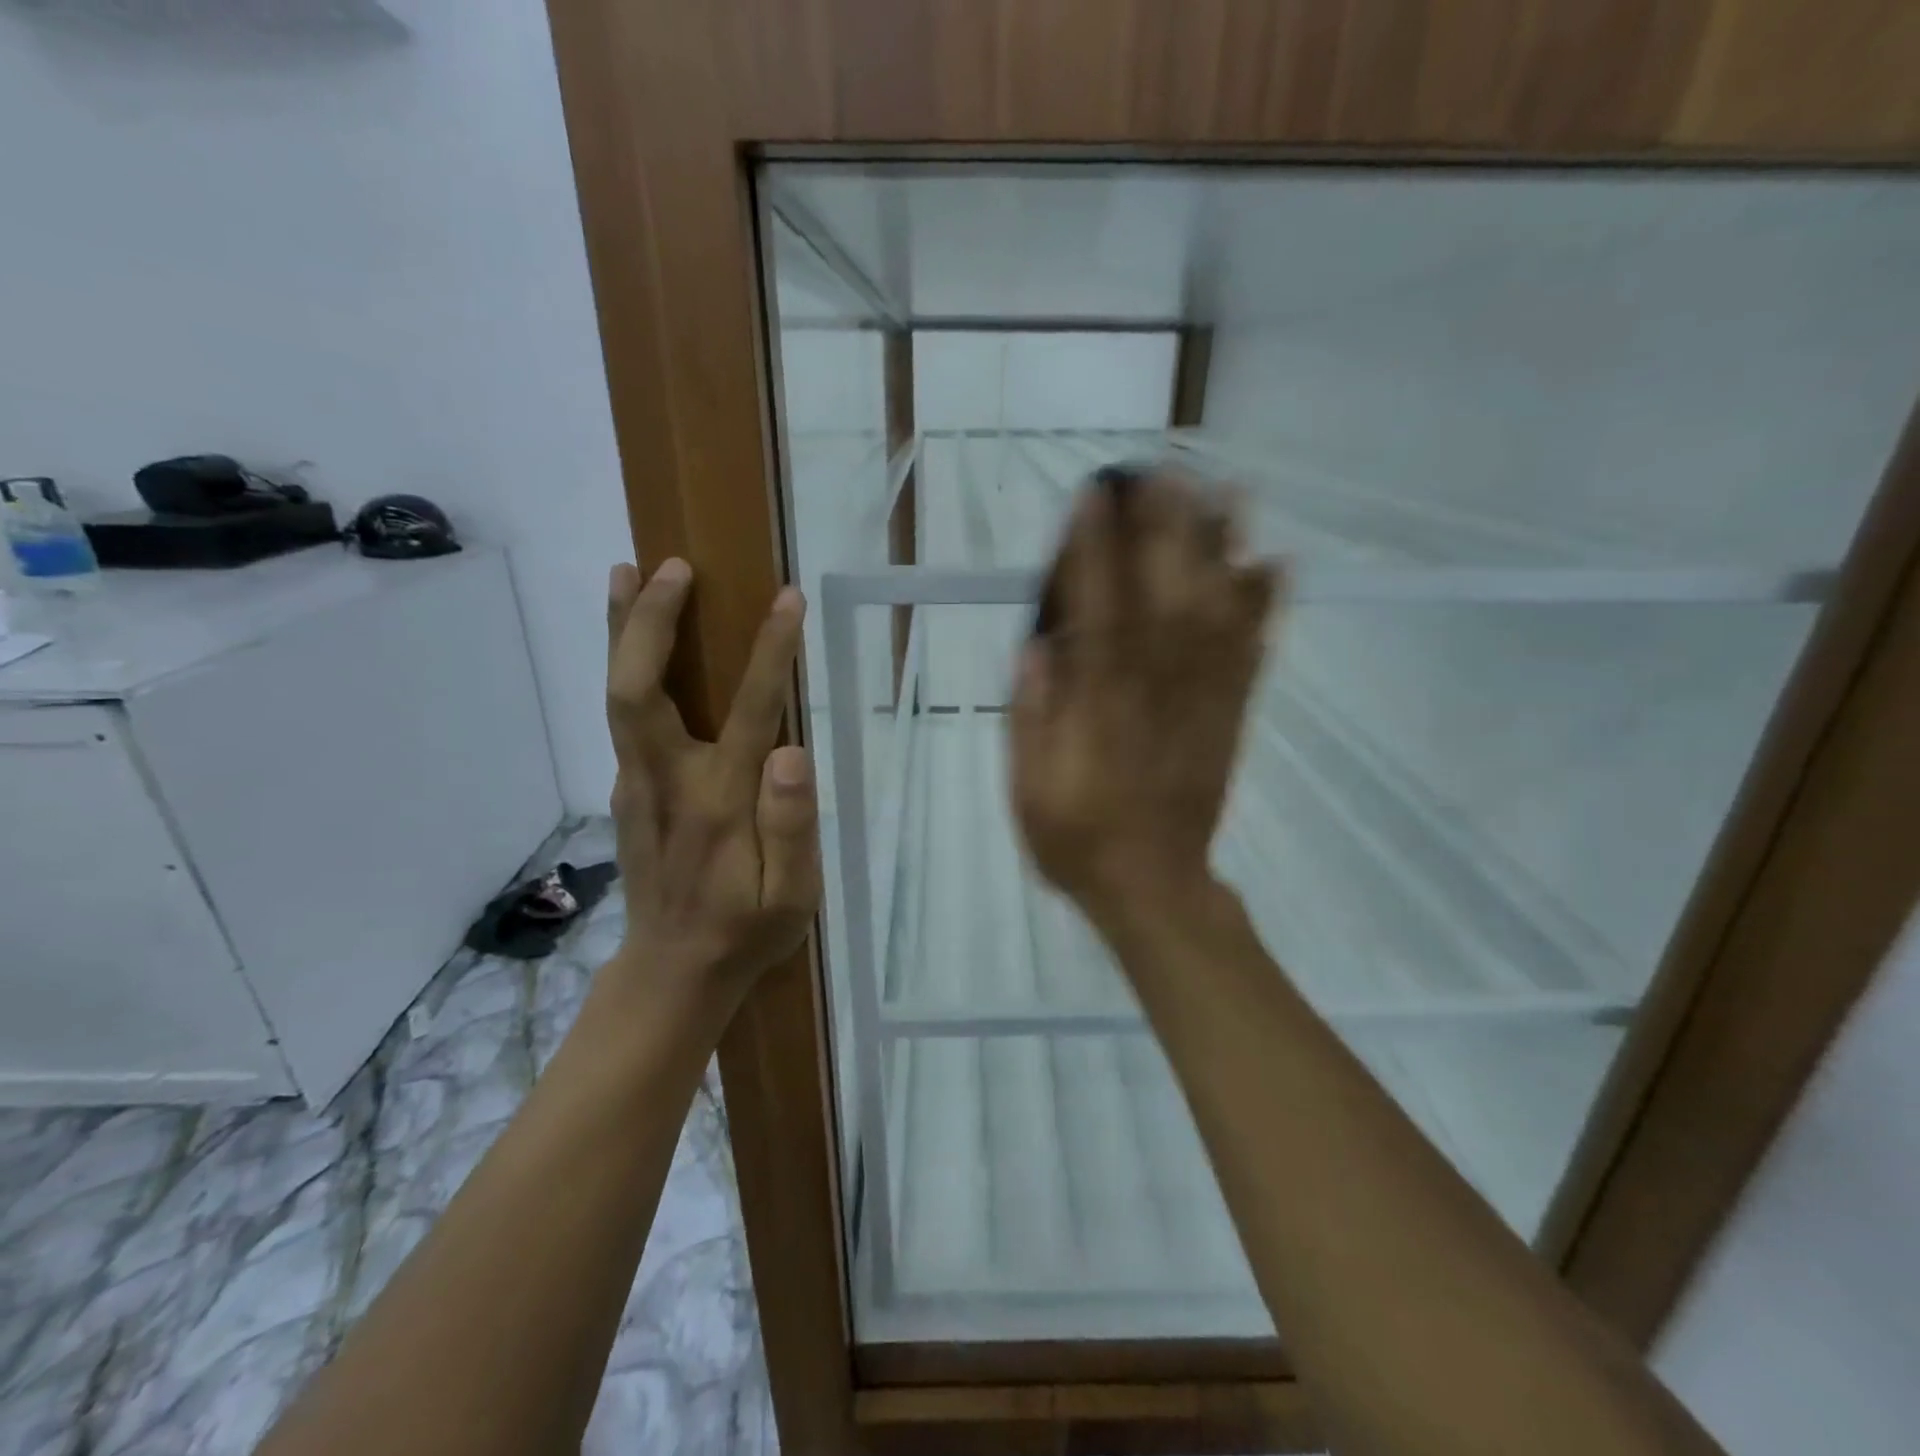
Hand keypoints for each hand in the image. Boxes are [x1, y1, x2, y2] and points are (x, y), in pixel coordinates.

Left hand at [604, 559, 820, 995]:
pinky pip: (623, 715)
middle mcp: (666, 782)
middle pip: (637, 689)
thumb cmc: (745, 932)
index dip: (769, 652)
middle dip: (649, 622)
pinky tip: (638, 640)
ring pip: (618, 696)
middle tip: (670, 566)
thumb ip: (793, 826)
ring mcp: (636, 784)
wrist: (672, 972)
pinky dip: (628, 665)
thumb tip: (791, 752)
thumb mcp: (792, 896)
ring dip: (623, 631)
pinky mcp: (626, 790)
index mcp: (718, 804)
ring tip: (628, 572)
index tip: (788, 600)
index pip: (749, 712)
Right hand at [1009, 466, 1280, 924]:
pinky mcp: (1232, 716)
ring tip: (1227, 493)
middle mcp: (1157, 691)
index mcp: (1100, 707)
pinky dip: (1267, 609)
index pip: (1097, 613)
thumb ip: (1032, 716)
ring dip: (1223, 551)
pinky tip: (1275, 565)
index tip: (1094, 497)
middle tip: (1162, 471)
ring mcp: (1203, 701)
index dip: (1094, 551)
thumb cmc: (1079, 838)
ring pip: (1218, 615)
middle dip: (1164, 528)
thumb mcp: (1029, 789)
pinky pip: (1254, 655)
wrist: (1154, 888)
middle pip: (1165, 596)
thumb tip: (1037, 647)